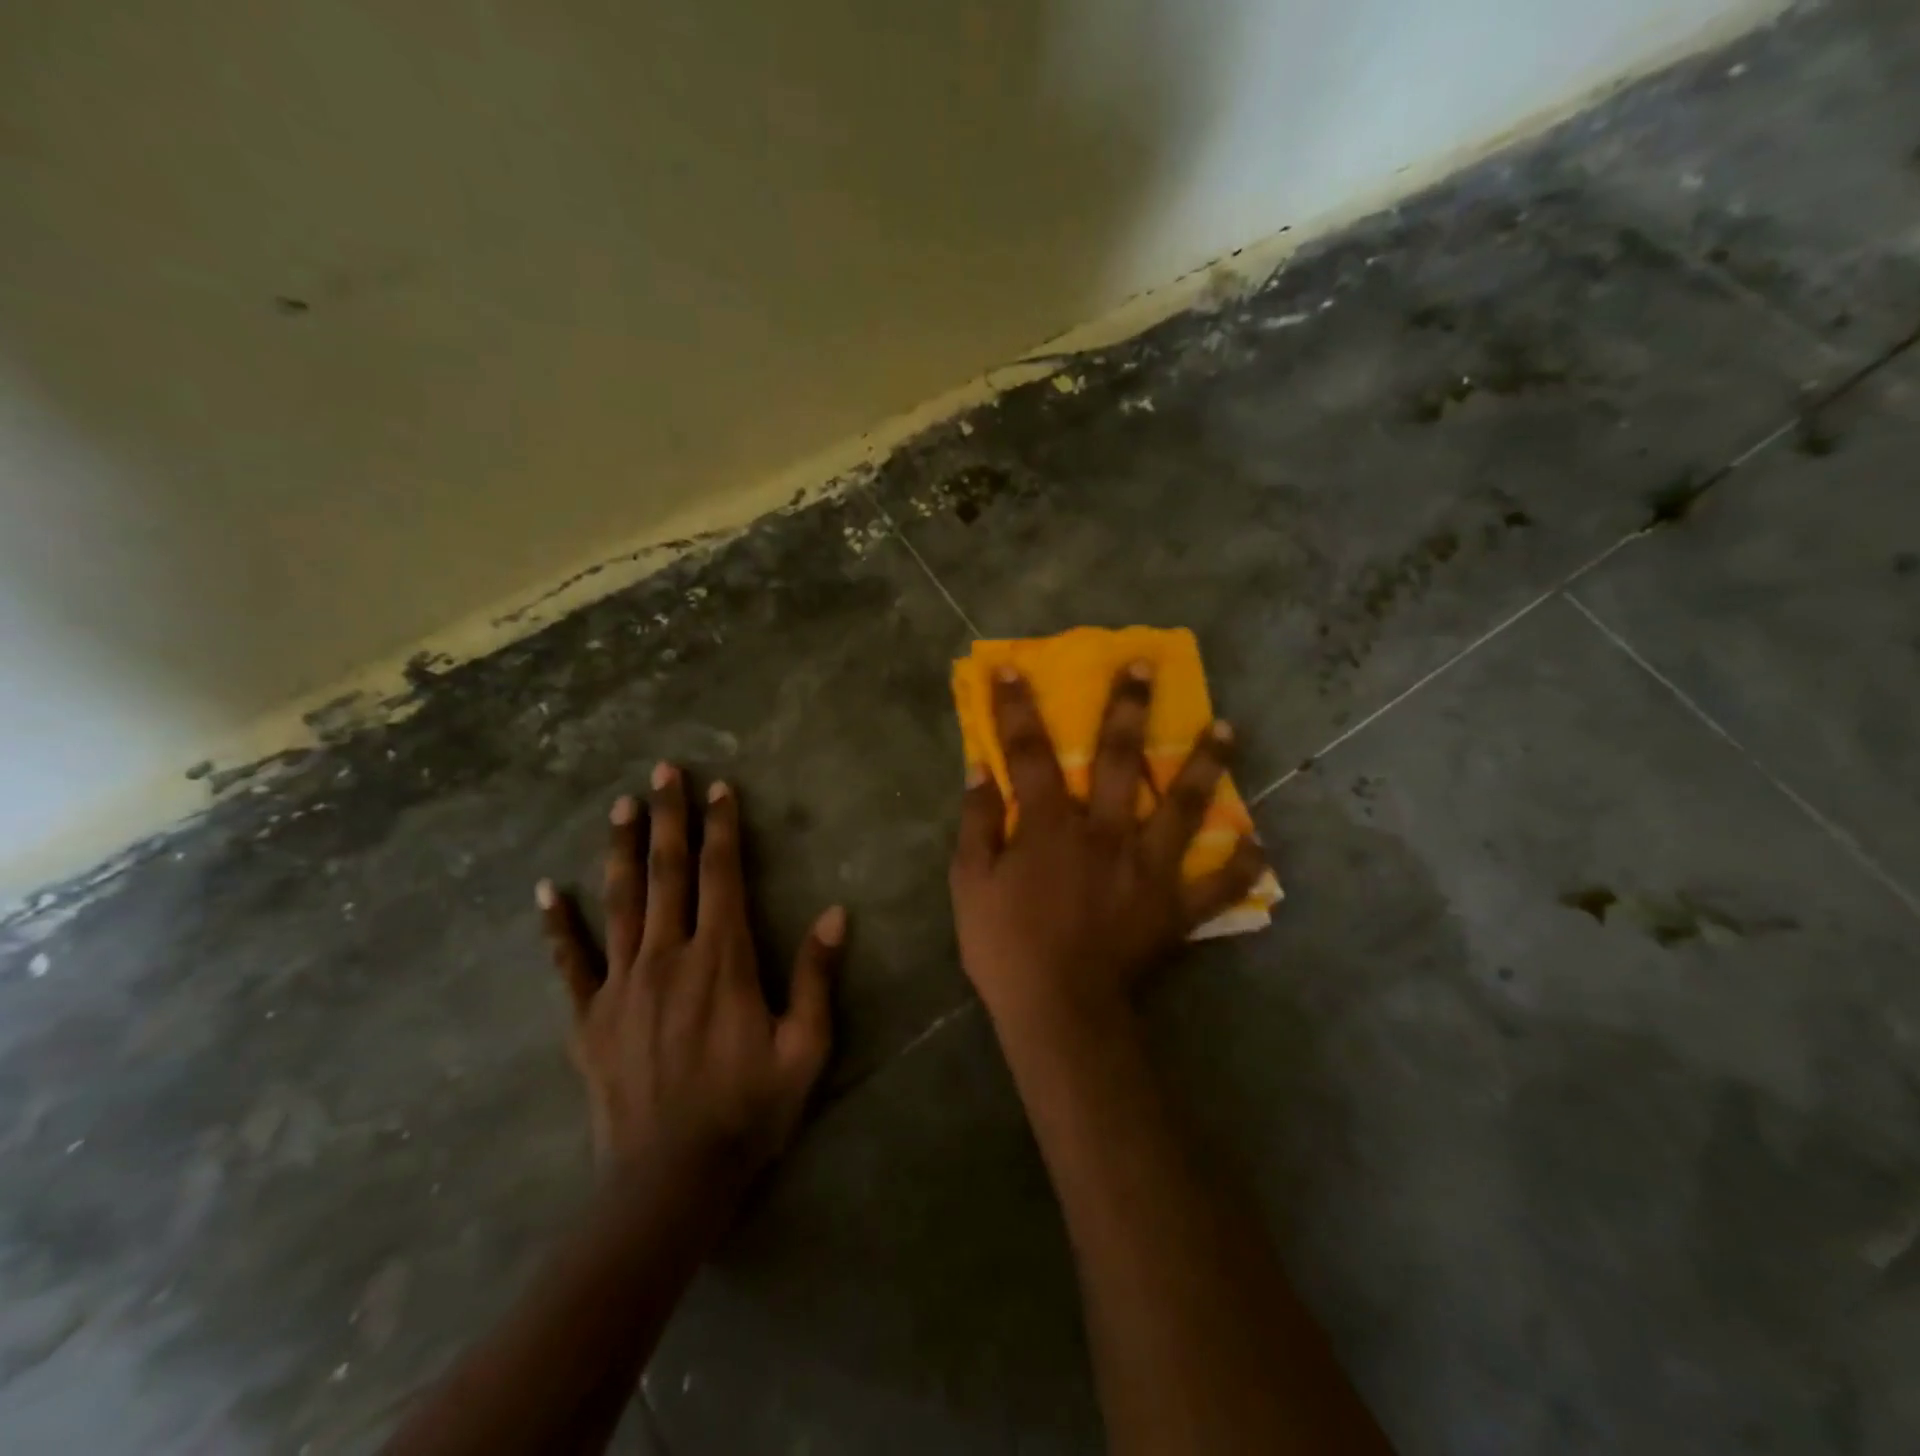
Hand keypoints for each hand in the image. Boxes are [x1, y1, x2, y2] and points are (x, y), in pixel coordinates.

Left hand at [538, 763, 843, 1195]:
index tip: (720, 789)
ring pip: (621, 901)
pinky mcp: (590, 1018)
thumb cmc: (748, 1110)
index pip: (721, 875)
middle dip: (669, 817)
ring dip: (622, 850)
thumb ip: (817, 978)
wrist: (670, 1181)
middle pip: (668, 872)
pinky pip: (570, 962)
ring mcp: (622, 984)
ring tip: (619, 806)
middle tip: (664, 771)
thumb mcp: (804, 1048)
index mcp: (723, 959)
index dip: (722, 828)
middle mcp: (669, 956)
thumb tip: (834, 914)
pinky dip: (558, 925)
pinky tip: (545, 891)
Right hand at [949, 663, 1265, 1043]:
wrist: (1058, 1013)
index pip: (1030, 753)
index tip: (1014, 669)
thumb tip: (980, 768)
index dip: (1018, 708)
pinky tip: (1258, 844)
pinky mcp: (1175, 908)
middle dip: (1129, 708)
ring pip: (1183, 807)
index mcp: (1052, 826)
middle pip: (1120, 759)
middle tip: (1146, 666)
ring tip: (1227, 728)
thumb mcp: (970, 884)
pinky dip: (1239, 866)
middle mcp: (1106, 833)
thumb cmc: (1006, 947)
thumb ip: (977, 823)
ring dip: (1205, 765)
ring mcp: (1148, 868)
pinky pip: (1216, 885)